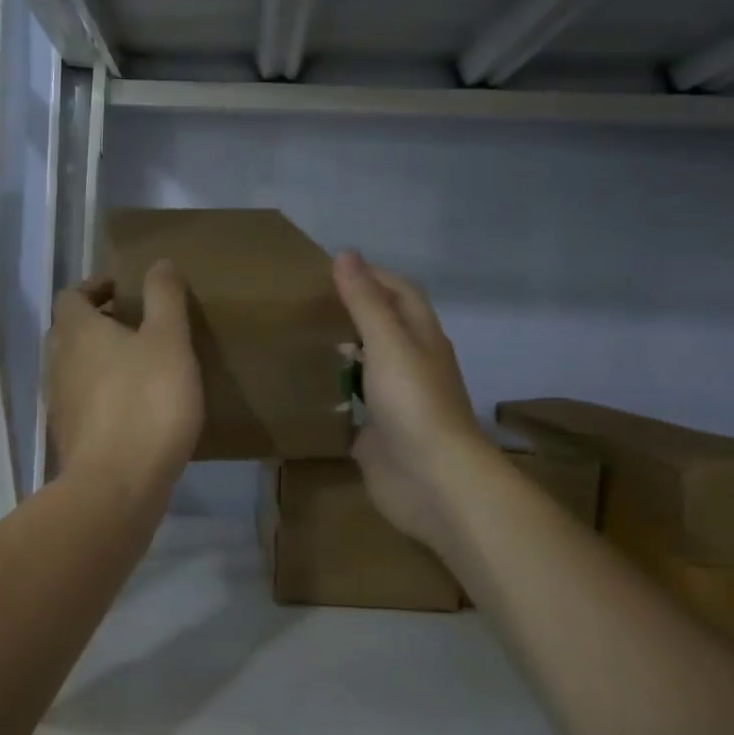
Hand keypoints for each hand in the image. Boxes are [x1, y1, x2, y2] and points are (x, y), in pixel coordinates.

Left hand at [47, 260, 203, 497]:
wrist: (117, 485)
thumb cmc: (146, 403)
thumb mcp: (169, 341)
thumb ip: (164, 298)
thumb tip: (159, 263)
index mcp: (78, 332)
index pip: (71, 295)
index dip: (95, 287)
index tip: (125, 291)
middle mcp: (58, 362)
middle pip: (68, 332)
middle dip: (96, 323)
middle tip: (134, 325)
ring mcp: (60, 403)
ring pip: (73, 368)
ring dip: (98, 360)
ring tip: (137, 366)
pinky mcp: (69, 437)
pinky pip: (81, 402)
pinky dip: (101, 394)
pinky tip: (132, 409)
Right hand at [333, 252, 489, 553]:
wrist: (433, 481)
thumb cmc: (414, 403)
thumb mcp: (388, 343)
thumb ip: (365, 301)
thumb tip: (346, 253)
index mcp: (422, 338)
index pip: (400, 293)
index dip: (372, 276)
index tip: (330, 268)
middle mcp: (412, 365)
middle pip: (384, 329)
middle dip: (352, 313)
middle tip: (306, 304)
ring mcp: (395, 402)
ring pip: (367, 368)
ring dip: (342, 354)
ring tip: (300, 339)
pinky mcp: (377, 434)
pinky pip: (352, 407)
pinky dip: (332, 395)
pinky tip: (304, 389)